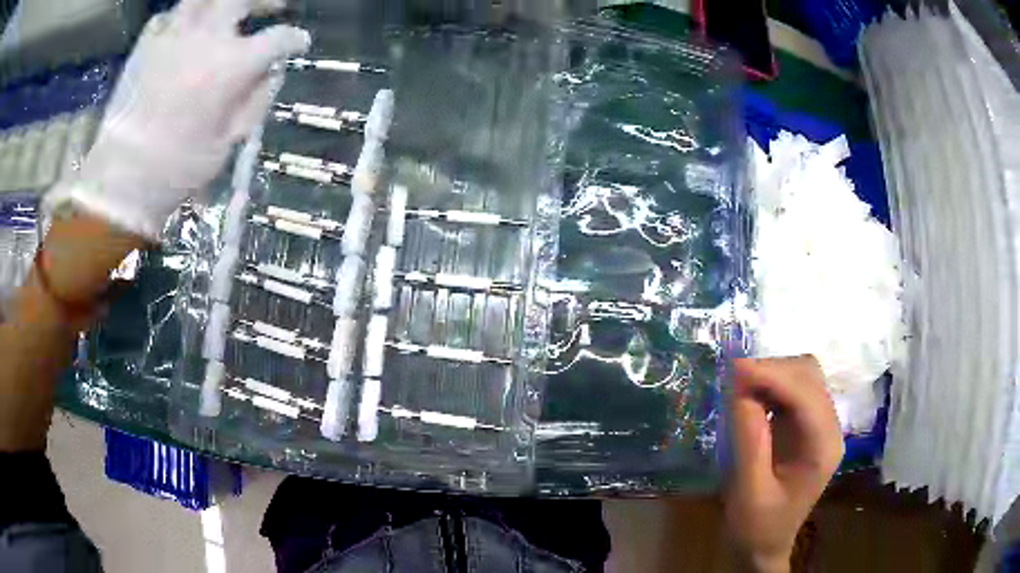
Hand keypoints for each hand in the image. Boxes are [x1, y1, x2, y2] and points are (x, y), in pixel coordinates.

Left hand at [45, 0, 310, 239]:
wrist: (123, 179)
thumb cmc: (178, 168)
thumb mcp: (228, 142)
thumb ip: (255, 100)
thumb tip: (269, 73)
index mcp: (233, 65)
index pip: (278, 39)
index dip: (293, 40)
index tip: (298, 43)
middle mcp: (207, 38)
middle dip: (264, 0)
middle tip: (273, 8)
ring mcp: (173, 37)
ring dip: (220, 2)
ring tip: (225, 11)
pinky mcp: (146, 46)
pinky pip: (167, 16)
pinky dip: (180, 19)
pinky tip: (183, 32)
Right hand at [724, 357, 843, 572]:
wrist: (765, 546)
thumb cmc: (757, 527)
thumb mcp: (749, 492)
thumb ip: (749, 442)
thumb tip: (740, 391)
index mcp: (822, 448)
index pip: (806, 395)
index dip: (772, 376)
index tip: (734, 369)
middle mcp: (829, 428)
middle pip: (809, 376)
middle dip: (772, 370)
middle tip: (732, 378)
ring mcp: (819, 425)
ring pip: (803, 376)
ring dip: (771, 373)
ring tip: (739, 385)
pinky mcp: (806, 425)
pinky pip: (793, 389)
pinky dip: (771, 384)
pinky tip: (751, 394)